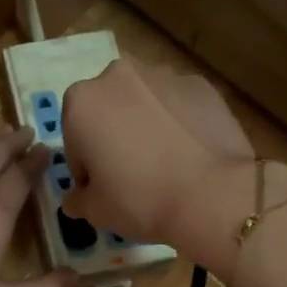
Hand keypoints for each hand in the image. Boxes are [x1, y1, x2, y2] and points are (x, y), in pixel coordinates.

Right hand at [62, 59, 251, 256]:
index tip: (103, 190)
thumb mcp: (95, 211)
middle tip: (132, 174)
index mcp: (81, 102)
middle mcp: (117, 76)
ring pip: (143, 103)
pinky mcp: (200, 84)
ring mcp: (163, 75)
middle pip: (107, 110)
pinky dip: (178, 122)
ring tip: (165, 163)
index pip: (74, 140)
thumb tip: (76, 198)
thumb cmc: (140, 200)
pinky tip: (190, 153)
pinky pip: (178, 104)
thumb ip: (77, 199)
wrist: (212, 196)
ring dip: (145, 124)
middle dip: (114, 136)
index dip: (86, 168)